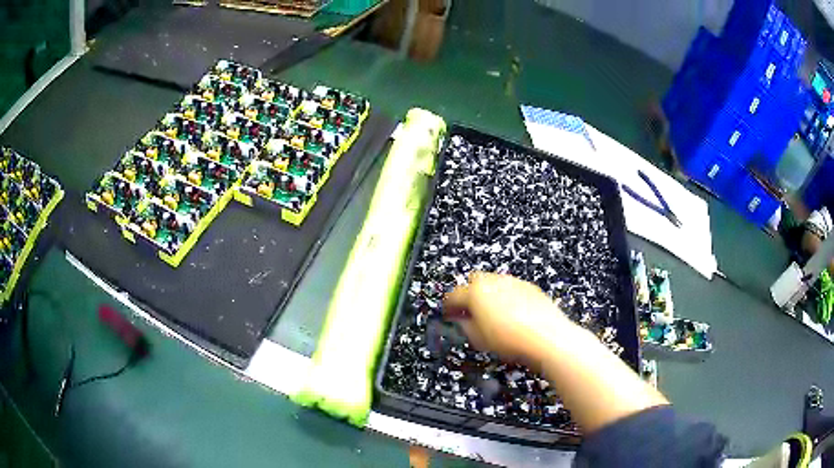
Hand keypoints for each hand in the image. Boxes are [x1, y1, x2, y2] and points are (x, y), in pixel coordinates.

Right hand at [443, 272, 569, 367]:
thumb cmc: (511, 340)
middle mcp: (493, 281)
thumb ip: (465, 326)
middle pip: (473, 282)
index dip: (447, 306)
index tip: (448, 314)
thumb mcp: (479, 339)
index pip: (453, 295)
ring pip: (493, 283)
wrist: (547, 337)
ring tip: (491, 314)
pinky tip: (511, 313)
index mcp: (476, 293)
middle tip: (469, 312)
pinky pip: (511, 288)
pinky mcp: (529, 287)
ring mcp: (513, 282)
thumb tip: (461, 321)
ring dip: (488, 294)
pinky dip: (505, 296)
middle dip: (468, 295)